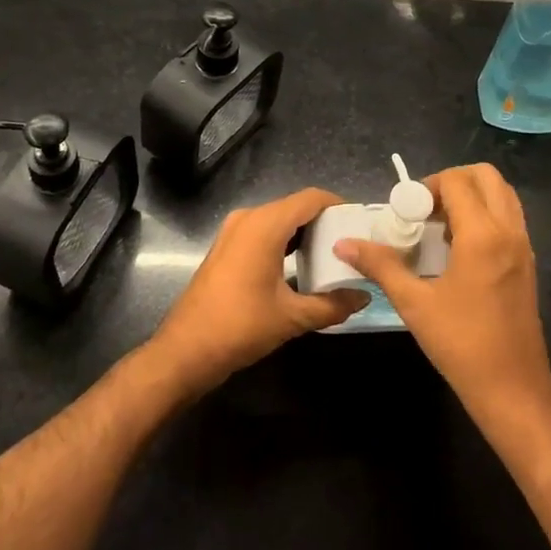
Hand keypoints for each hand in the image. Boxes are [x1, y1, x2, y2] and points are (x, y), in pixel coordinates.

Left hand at [148, 188, 366, 397]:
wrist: (186, 350)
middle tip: (350, 242)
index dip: (338, 205)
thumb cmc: (241, 327)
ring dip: (304, 232)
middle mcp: (248, 218)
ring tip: (331, 254)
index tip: (359, 223)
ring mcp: (233, 231)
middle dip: (324, 221)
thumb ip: (332, 304)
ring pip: (278, 219)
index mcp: (265, 225)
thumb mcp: (292, 317)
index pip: (311, 198)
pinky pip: (263, 231)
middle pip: (295, 206)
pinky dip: (285, 241)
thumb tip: (364, 296)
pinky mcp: (226, 247)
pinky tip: (301, 265)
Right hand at [334, 164, 550, 430]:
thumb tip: (343, 244)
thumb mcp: (414, 304)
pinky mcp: (528, 262)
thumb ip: (381, 265)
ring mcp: (524, 246)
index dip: (428, 186)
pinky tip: (459, 249)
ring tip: (441, 227)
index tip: (407, 212)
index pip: (457, 181)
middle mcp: (509, 231)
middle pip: (486, 176)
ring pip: (502, 194)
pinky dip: (486, 214)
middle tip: (425, 210)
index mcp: (483, 235)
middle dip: (452, 182)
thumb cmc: (461, 345)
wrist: (513, 390)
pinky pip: (509, 217)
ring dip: (472, 196)